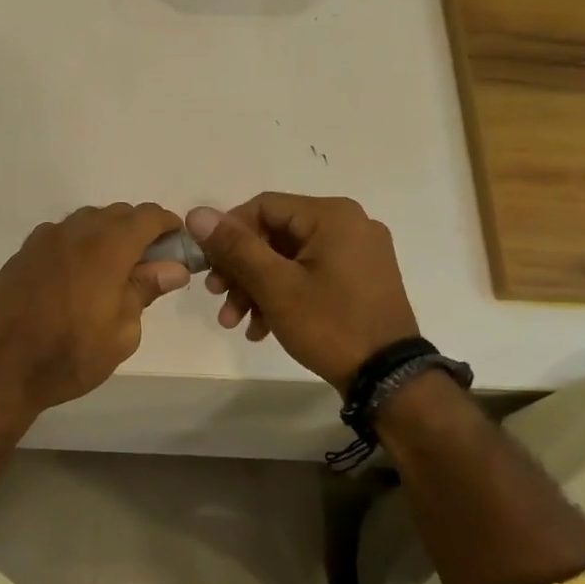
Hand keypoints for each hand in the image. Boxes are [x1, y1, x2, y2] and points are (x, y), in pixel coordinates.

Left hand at [0, 203, 190, 418]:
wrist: (1, 368)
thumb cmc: (71, 356)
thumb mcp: (122, 332)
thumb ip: (145, 290)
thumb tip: (172, 267)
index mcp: (106, 248)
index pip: (146, 216)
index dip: (167, 225)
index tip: (177, 245)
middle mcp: (74, 232)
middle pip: (116, 213)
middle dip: (138, 230)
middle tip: (148, 264)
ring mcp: (43, 240)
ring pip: (86, 221)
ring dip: (106, 235)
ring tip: (112, 271)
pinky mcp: (23, 254)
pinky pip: (60, 235)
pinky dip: (78, 244)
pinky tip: (77, 277)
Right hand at [188, 194, 419, 391]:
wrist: (387, 377)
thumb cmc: (330, 324)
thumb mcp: (275, 286)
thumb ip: (235, 247)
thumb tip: (197, 214)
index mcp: (332, 216)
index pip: (263, 207)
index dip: (228, 234)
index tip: (208, 267)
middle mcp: (349, 225)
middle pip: (275, 235)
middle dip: (240, 269)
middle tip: (217, 297)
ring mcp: (358, 254)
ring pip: (289, 259)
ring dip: (256, 287)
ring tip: (234, 322)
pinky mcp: (360, 280)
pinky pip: (309, 275)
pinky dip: (282, 296)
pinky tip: (261, 328)